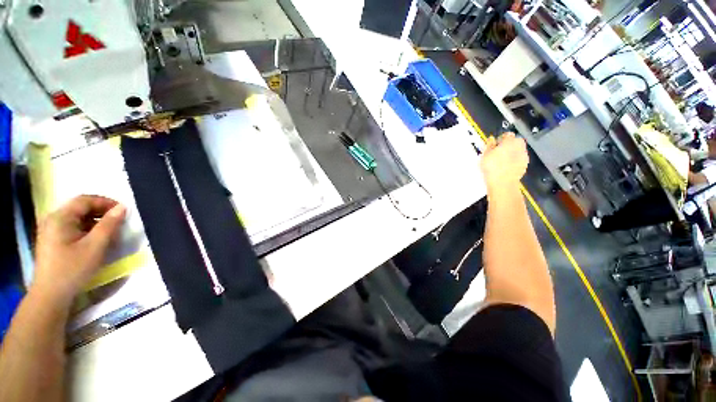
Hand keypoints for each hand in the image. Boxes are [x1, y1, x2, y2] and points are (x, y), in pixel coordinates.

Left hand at [33, 195, 126, 303]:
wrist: (50, 295)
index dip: (106, 202)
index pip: (85, 200)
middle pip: (80, 208)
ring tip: (110, 234)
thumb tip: (122, 208)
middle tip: (119, 223)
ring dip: (96, 223)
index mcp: (60, 217)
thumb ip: (109, 224)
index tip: (124, 211)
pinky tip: (96, 242)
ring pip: (77, 219)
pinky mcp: (52, 241)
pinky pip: (72, 228)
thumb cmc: (73, 269)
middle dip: (102, 213)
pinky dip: (87, 231)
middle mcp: (53, 219)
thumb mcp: (95, 246)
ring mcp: (50, 231)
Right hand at [480, 132, 528, 189]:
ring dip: (512, 153)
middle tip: (498, 152)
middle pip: (515, 142)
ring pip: (518, 150)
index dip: (501, 138)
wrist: (502, 182)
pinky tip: (506, 166)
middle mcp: (520, 146)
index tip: (495, 144)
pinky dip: (514, 160)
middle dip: (508, 145)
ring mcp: (524, 155)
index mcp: (510, 141)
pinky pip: (519, 159)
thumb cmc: (492, 166)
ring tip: (501, 161)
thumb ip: (489, 145)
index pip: (508, 135)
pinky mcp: (525, 164)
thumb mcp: (485, 154)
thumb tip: (491, 139)